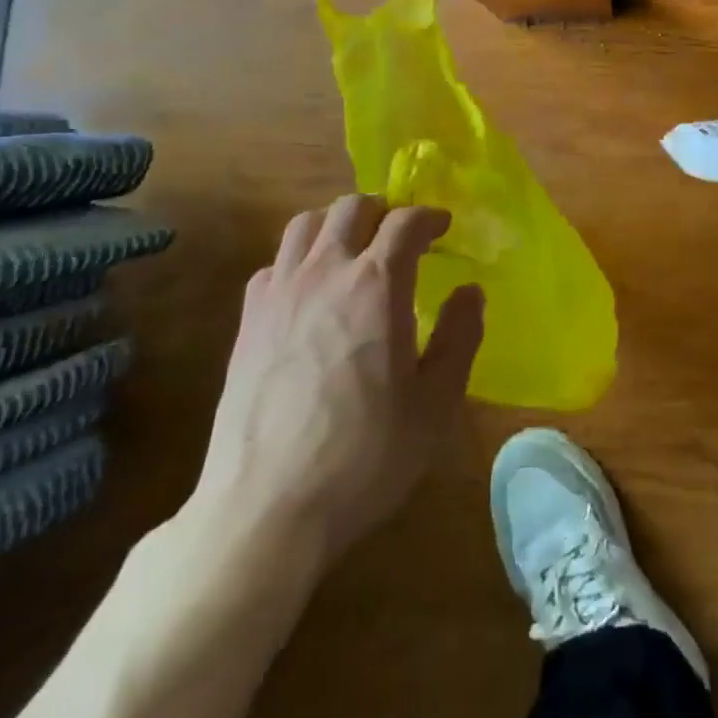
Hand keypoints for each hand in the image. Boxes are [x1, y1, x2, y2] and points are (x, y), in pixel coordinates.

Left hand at [190, 196, 484, 567]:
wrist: (266, 510)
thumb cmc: (365, 455)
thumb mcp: (436, 403)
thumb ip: (460, 337)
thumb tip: (470, 292)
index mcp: (378, 284)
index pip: (405, 221)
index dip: (429, 217)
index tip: (442, 228)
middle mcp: (326, 272)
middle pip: (352, 207)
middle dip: (383, 210)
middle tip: (400, 236)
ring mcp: (280, 294)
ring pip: (306, 224)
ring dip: (336, 224)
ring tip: (353, 249)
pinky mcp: (247, 322)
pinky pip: (273, 264)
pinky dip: (297, 260)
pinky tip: (309, 291)